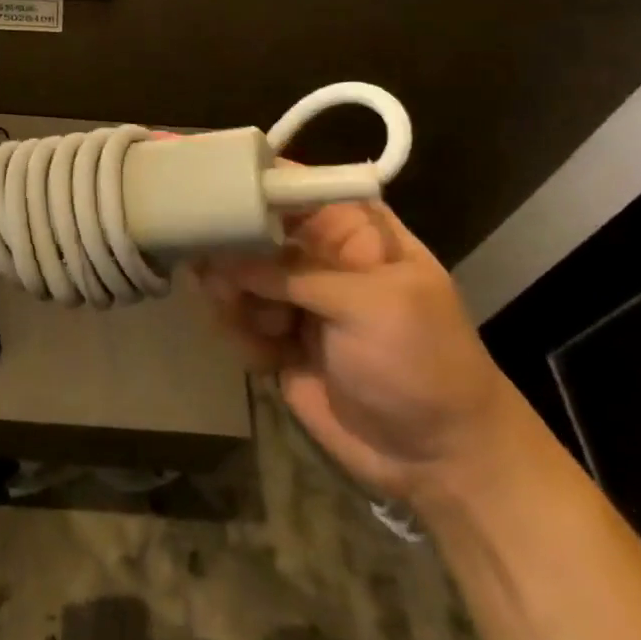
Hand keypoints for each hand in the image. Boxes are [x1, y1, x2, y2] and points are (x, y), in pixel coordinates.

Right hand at [196, 200, 508, 505]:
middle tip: (216, 277)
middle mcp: (316, 255)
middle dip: (228, 251)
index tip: (200, 185)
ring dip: (233, 300)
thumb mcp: (370, 305)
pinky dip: (242, 335)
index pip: (288, 185)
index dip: (244, 180)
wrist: (439, 459)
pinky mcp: (276, 338)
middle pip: (248, 229)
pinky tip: (267, 357)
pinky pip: (236, 320)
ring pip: (234, 276)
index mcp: (350, 229)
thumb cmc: (421, 363)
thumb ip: (294, 274)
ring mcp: (294, 298)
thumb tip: (222, 258)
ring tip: (255, 325)